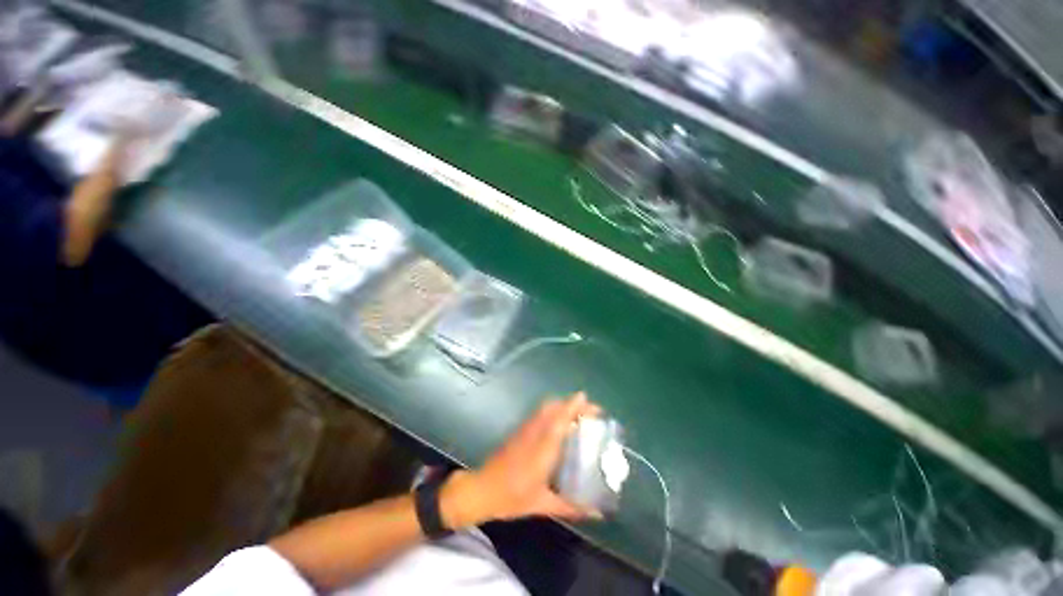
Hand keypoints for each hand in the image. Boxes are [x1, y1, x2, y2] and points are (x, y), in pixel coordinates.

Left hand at [441, 393, 600, 528]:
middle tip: (589, 412)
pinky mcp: (519, 430)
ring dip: (562, 405)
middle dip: (572, 403)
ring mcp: (525, 428)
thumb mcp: (543, 504)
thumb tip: (596, 512)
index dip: (574, 406)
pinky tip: (560, 426)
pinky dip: (553, 411)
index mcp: (542, 447)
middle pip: (553, 406)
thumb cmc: (512, 497)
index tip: (589, 402)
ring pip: (545, 407)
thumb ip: (571, 507)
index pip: (560, 418)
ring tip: (578, 417)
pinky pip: (540, 413)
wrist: (482, 490)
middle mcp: (534, 431)